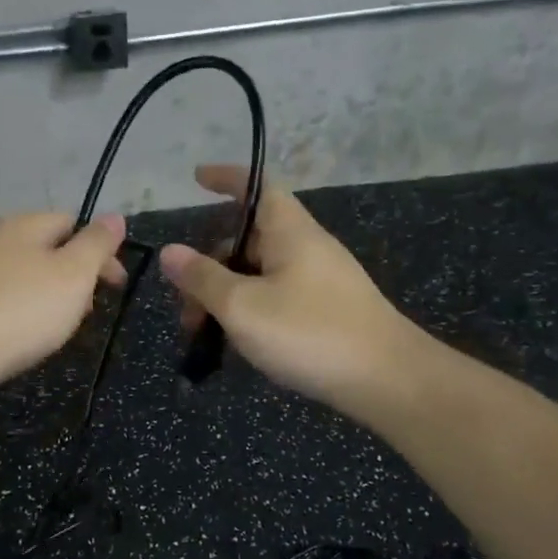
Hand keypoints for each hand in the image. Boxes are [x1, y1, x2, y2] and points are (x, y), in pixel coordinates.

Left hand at [0, 211, 127, 403]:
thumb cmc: (20, 311)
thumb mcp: (73, 275)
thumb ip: (97, 244)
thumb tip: (114, 216)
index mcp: (23, 223)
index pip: (73, 222)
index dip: (100, 252)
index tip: (114, 288)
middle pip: (49, 249)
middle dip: (75, 277)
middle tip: (86, 313)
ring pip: (25, 274)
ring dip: (49, 296)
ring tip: (55, 330)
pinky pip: (2, 296)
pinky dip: (20, 311)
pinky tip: (20, 336)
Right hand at [159, 165, 415, 419]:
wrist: (387, 380)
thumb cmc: (310, 333)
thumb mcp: (242, 306)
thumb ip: (202, 278)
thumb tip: (170, 251)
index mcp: (290, 232)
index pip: (257, 186)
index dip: (227, 177)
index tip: (197, 178)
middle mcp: (307, 247)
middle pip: (249, 239)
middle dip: (210, 266)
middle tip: (185, 308)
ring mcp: (320, 280)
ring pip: (260, 274)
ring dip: (226, 296)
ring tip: (204, 335)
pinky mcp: (327, 310)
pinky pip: (277, 297)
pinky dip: (250, 310)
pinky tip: (238, 343)